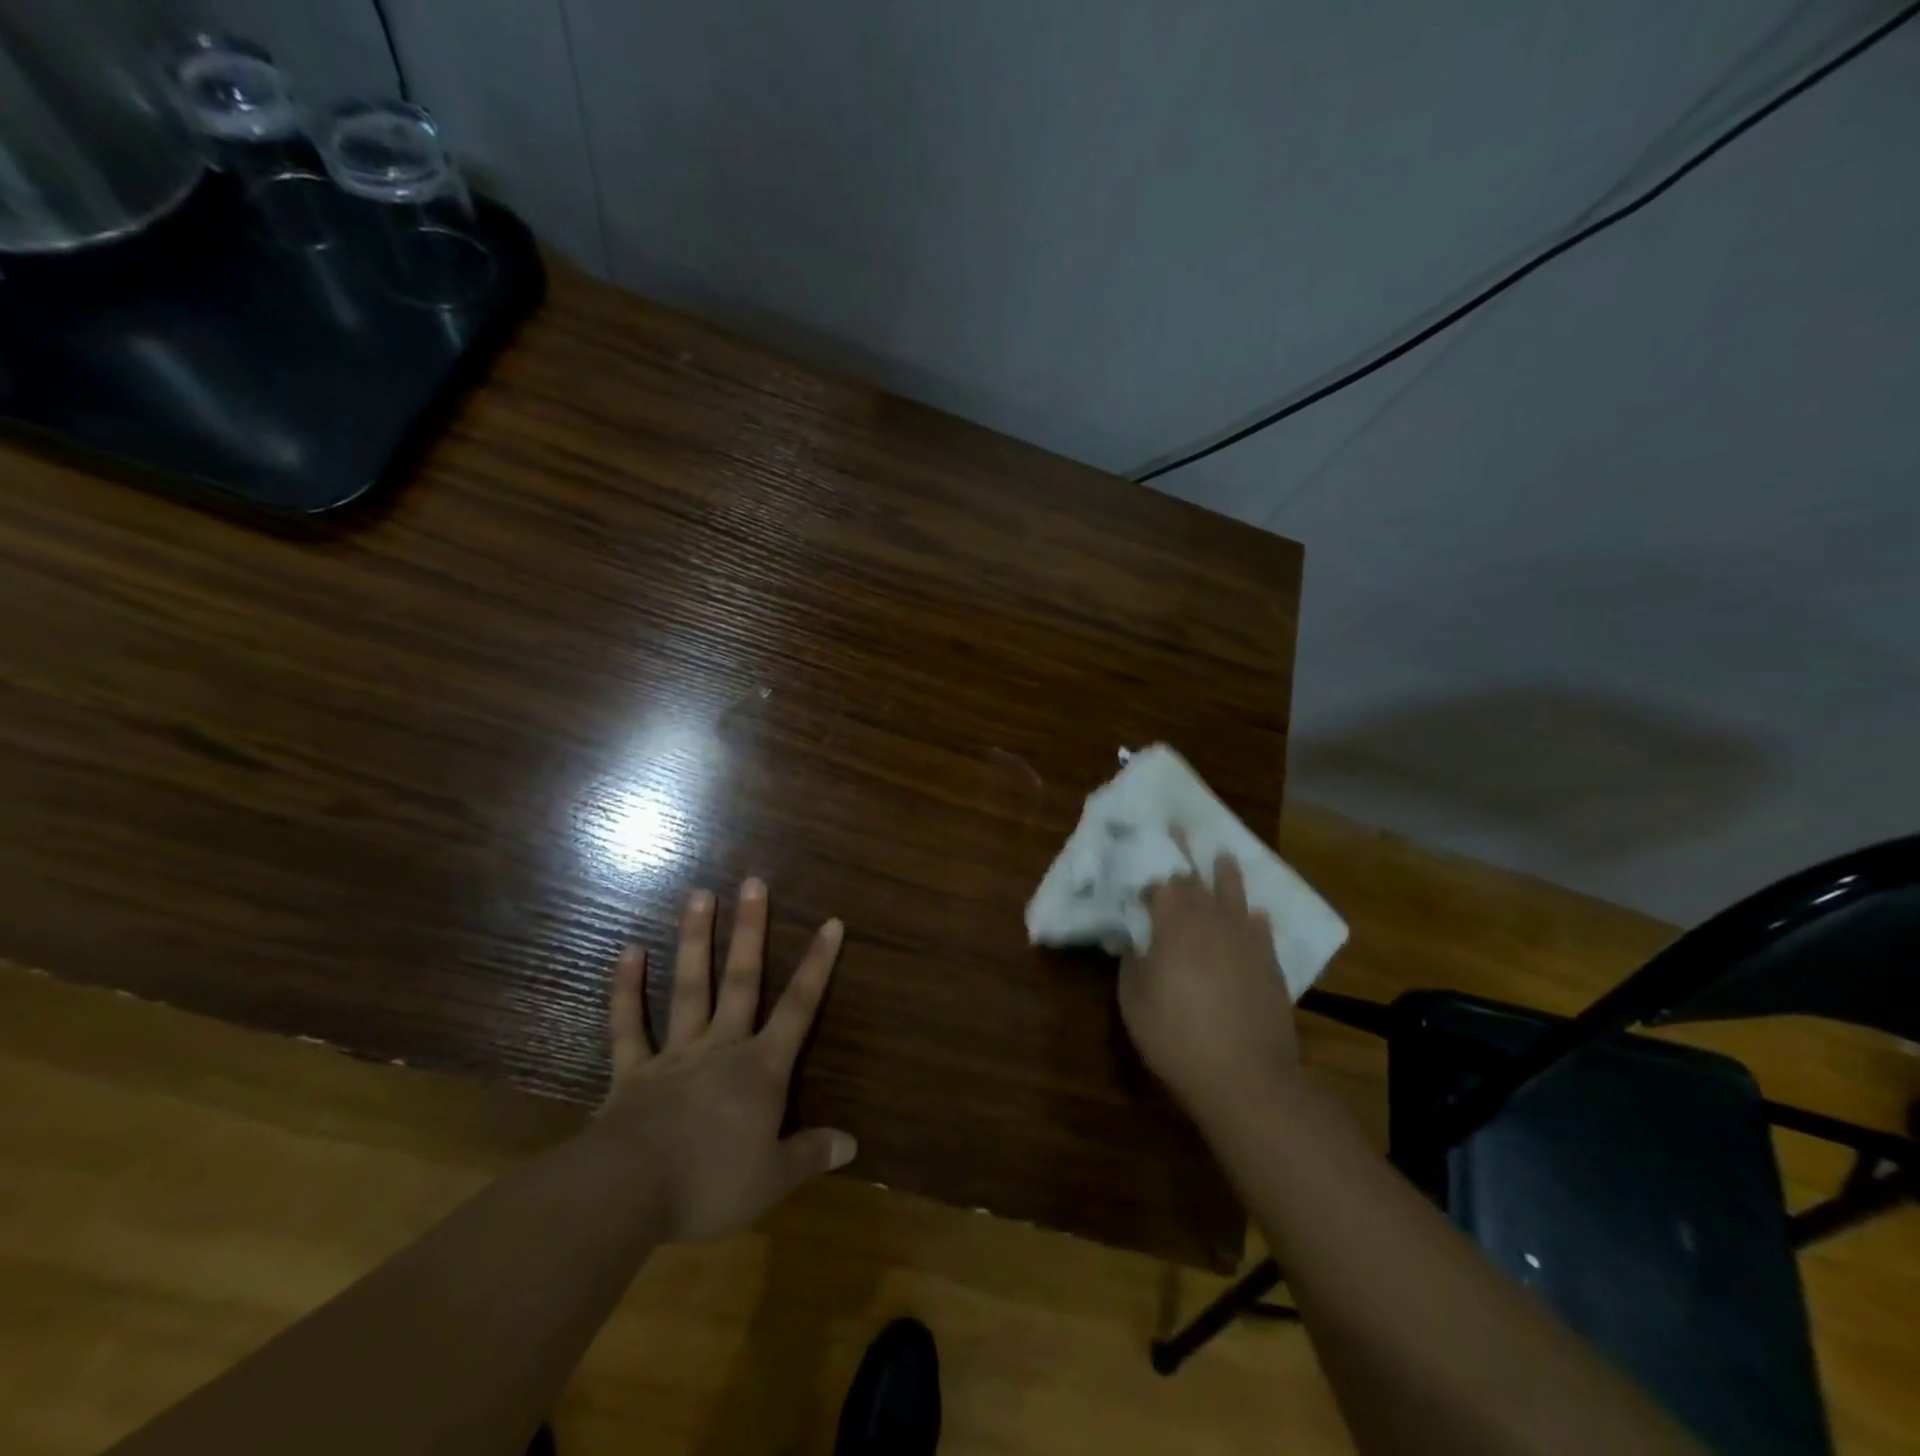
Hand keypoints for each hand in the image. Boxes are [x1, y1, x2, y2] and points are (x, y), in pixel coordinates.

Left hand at [596, 878, 855, 1242]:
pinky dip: (626, 988)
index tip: (831, 922)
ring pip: (690, 987)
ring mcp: (675, 1054)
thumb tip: (852, 1143)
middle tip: (753, 882)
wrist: (629, 1193)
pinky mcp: (632, 1072)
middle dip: (750, 931)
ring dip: (696, 941)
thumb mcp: (772, 1179)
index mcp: (761, 1070)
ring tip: (699, 895)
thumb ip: (811, 1154)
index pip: (799, 1008)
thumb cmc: (711, 1183)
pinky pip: (628, 1025)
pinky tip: (628, 950)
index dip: (817, 965)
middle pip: (742, 980)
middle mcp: (722, 1048)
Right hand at [1119, 852, 1302, 1123]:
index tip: (1141, 849)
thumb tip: (1136, 939)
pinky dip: (1254, 916)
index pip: (1161, 881)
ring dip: (1226, 872)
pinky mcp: (1270, 964)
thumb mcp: (1133, 999)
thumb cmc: (1175, 1036)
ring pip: (1235, 895)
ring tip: (1224, 854)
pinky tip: (1255, 914)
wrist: (1245, 1076)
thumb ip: (1132, 961)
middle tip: (1177, 828)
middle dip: (1184, 852)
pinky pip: (1262, 928)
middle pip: (1196, 879)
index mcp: (1173, 924)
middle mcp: (1211, 921)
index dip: (1150, 864)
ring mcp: (1246, 940)